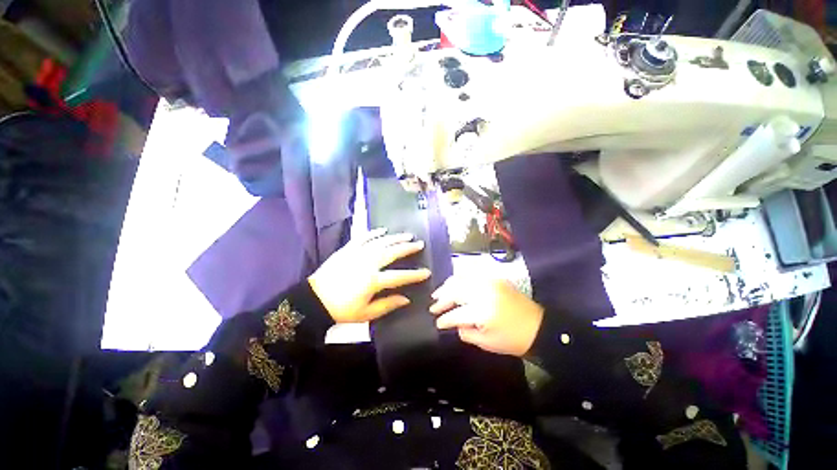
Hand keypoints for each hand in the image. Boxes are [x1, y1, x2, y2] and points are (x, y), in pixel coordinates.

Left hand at [308, 228, 430, 322]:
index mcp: (372, 281)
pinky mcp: (347, 249)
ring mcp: (357, 254)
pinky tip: (382, 230)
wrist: (314, 299)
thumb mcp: (366, 314)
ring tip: (407, 235)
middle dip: (407, 248)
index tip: (427, 272)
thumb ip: (387, 305)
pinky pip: (363, 238)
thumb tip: (407, 299)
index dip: (415, 274)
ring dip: (395, 238)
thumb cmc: (341, 309)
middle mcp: (367, 263)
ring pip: (380, 242)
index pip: (399, 276)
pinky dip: (373, 233)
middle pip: (392, 252)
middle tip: (419, 243)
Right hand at [429, 276, 543, 356]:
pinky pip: (472, 274)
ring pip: (461, 278)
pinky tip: (455, 284)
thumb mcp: (487, 343)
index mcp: (482, 311)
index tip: (437, 322)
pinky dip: (460, 278)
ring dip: (448, 285)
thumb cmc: (513, 340)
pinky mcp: (495, 278)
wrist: (539, 327)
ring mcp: (489, 282)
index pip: (456, 313)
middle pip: (455, 291)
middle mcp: (483, 292)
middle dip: (442, 298)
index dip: (444, 319)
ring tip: (439, 293)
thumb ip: (466, 333)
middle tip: (433, 305)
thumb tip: (454, 324)